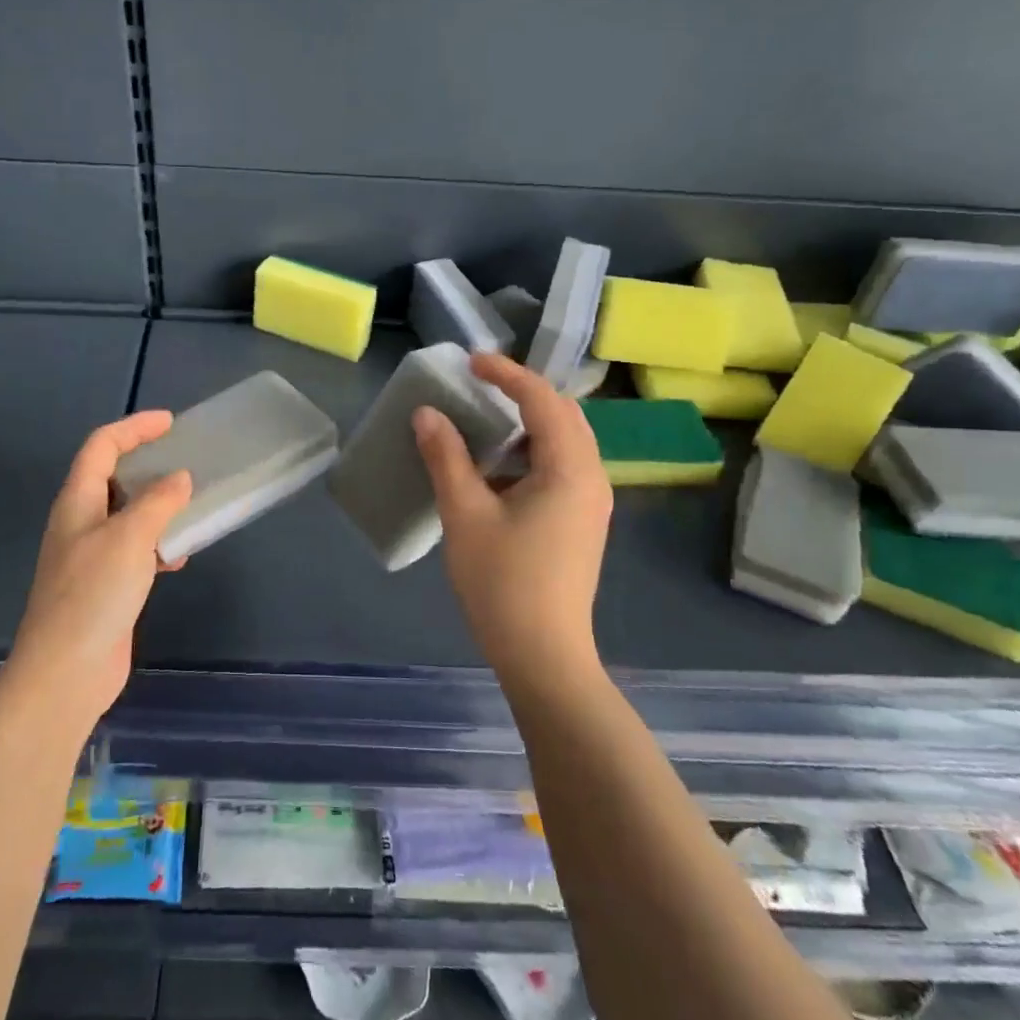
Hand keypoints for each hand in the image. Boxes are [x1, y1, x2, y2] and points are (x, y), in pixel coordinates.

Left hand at [5, 411, 192, 731]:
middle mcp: (81, 522)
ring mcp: (91, 556)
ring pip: (128, 514)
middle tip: (185, 459)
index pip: (101, 446)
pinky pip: (136, 549)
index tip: (171, 423)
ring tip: (191, 505)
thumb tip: (180, 478)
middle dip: (147, 463)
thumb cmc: (93, 594)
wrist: (66, 673)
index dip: (134, 428)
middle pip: (112, 477)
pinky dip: (158, 543)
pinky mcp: (106, 585)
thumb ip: (158, 502)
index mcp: (77, 501)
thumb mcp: (130, 538)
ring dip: (158, 506)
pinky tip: (179, 557)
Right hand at [412, 354, 611, 685]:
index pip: (544, 400)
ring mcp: (592, 503)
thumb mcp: (465, 514)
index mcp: (570, 469)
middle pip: (565, 415)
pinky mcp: (583, 523)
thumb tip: (427, 414)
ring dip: (530, 422)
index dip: (507, 374)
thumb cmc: (503, 582)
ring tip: (487, 419)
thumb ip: (446, 457)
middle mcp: (592, 477)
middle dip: (524, 392)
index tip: (471, 362)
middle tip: (481, 385)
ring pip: (567, 442)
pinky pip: (563, 467)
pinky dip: (534, 451)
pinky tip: (500, 468)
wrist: (544, 656)